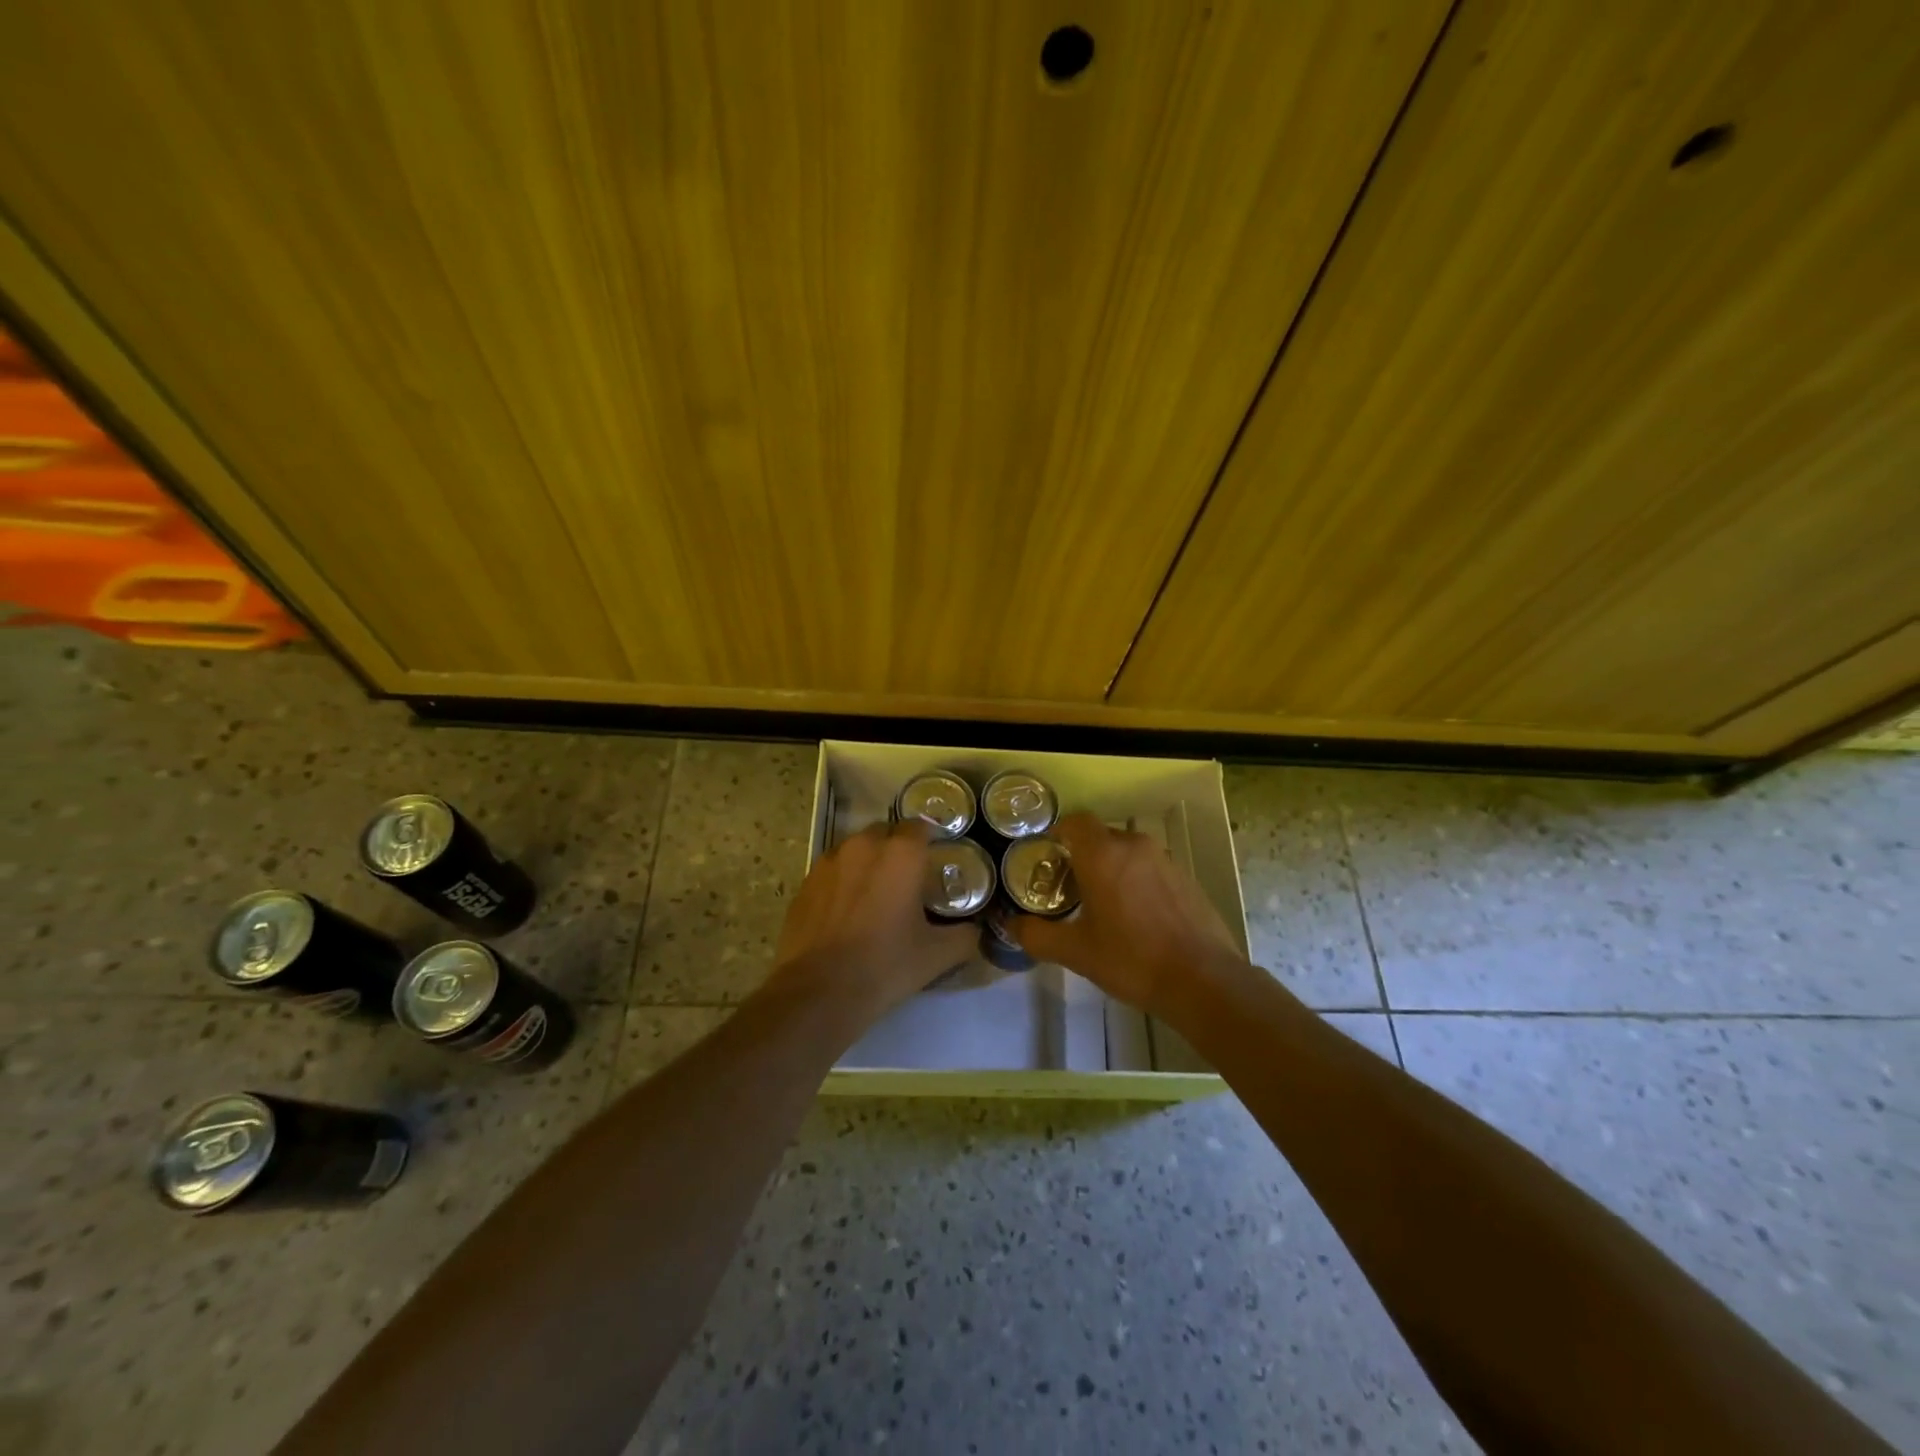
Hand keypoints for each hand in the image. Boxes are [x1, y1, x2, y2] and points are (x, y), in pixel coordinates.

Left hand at [768, 819, 975, 1025]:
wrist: (819, 991)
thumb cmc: (885, 965)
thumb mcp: (937, 955)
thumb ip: (964, 936)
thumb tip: (974, 931)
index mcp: (901, 854)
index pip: (920, 826)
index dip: (928, 840)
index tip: (934, 860)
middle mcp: (864, 846)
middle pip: (885, 833)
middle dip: (896, 849)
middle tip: (906, 880)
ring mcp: (829, 861)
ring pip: (855, 849)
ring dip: (867, 862)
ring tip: (874, 895)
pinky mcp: (806, 882)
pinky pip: (832, 871)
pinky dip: (842, 881)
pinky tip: (845, 911)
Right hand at [1012, 812, 1250, 1019]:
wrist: (1203, 980)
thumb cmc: (1131, 960)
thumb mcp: (1075, 952)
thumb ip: (1037, 935)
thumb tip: (1011, 924)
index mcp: (1102, 854)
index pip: (1074, 821)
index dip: (1059, 834)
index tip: (1049, 859)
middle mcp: (1134, 846)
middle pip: (1100, 836)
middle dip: (1083, 856)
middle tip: (1070, 889)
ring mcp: (1165, 860)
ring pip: (1127, 852)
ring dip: (1112, 868)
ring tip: (1103, 906)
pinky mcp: (1186, 877)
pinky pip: (1150, 868)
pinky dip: (1137, 881)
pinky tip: (1138, 917)